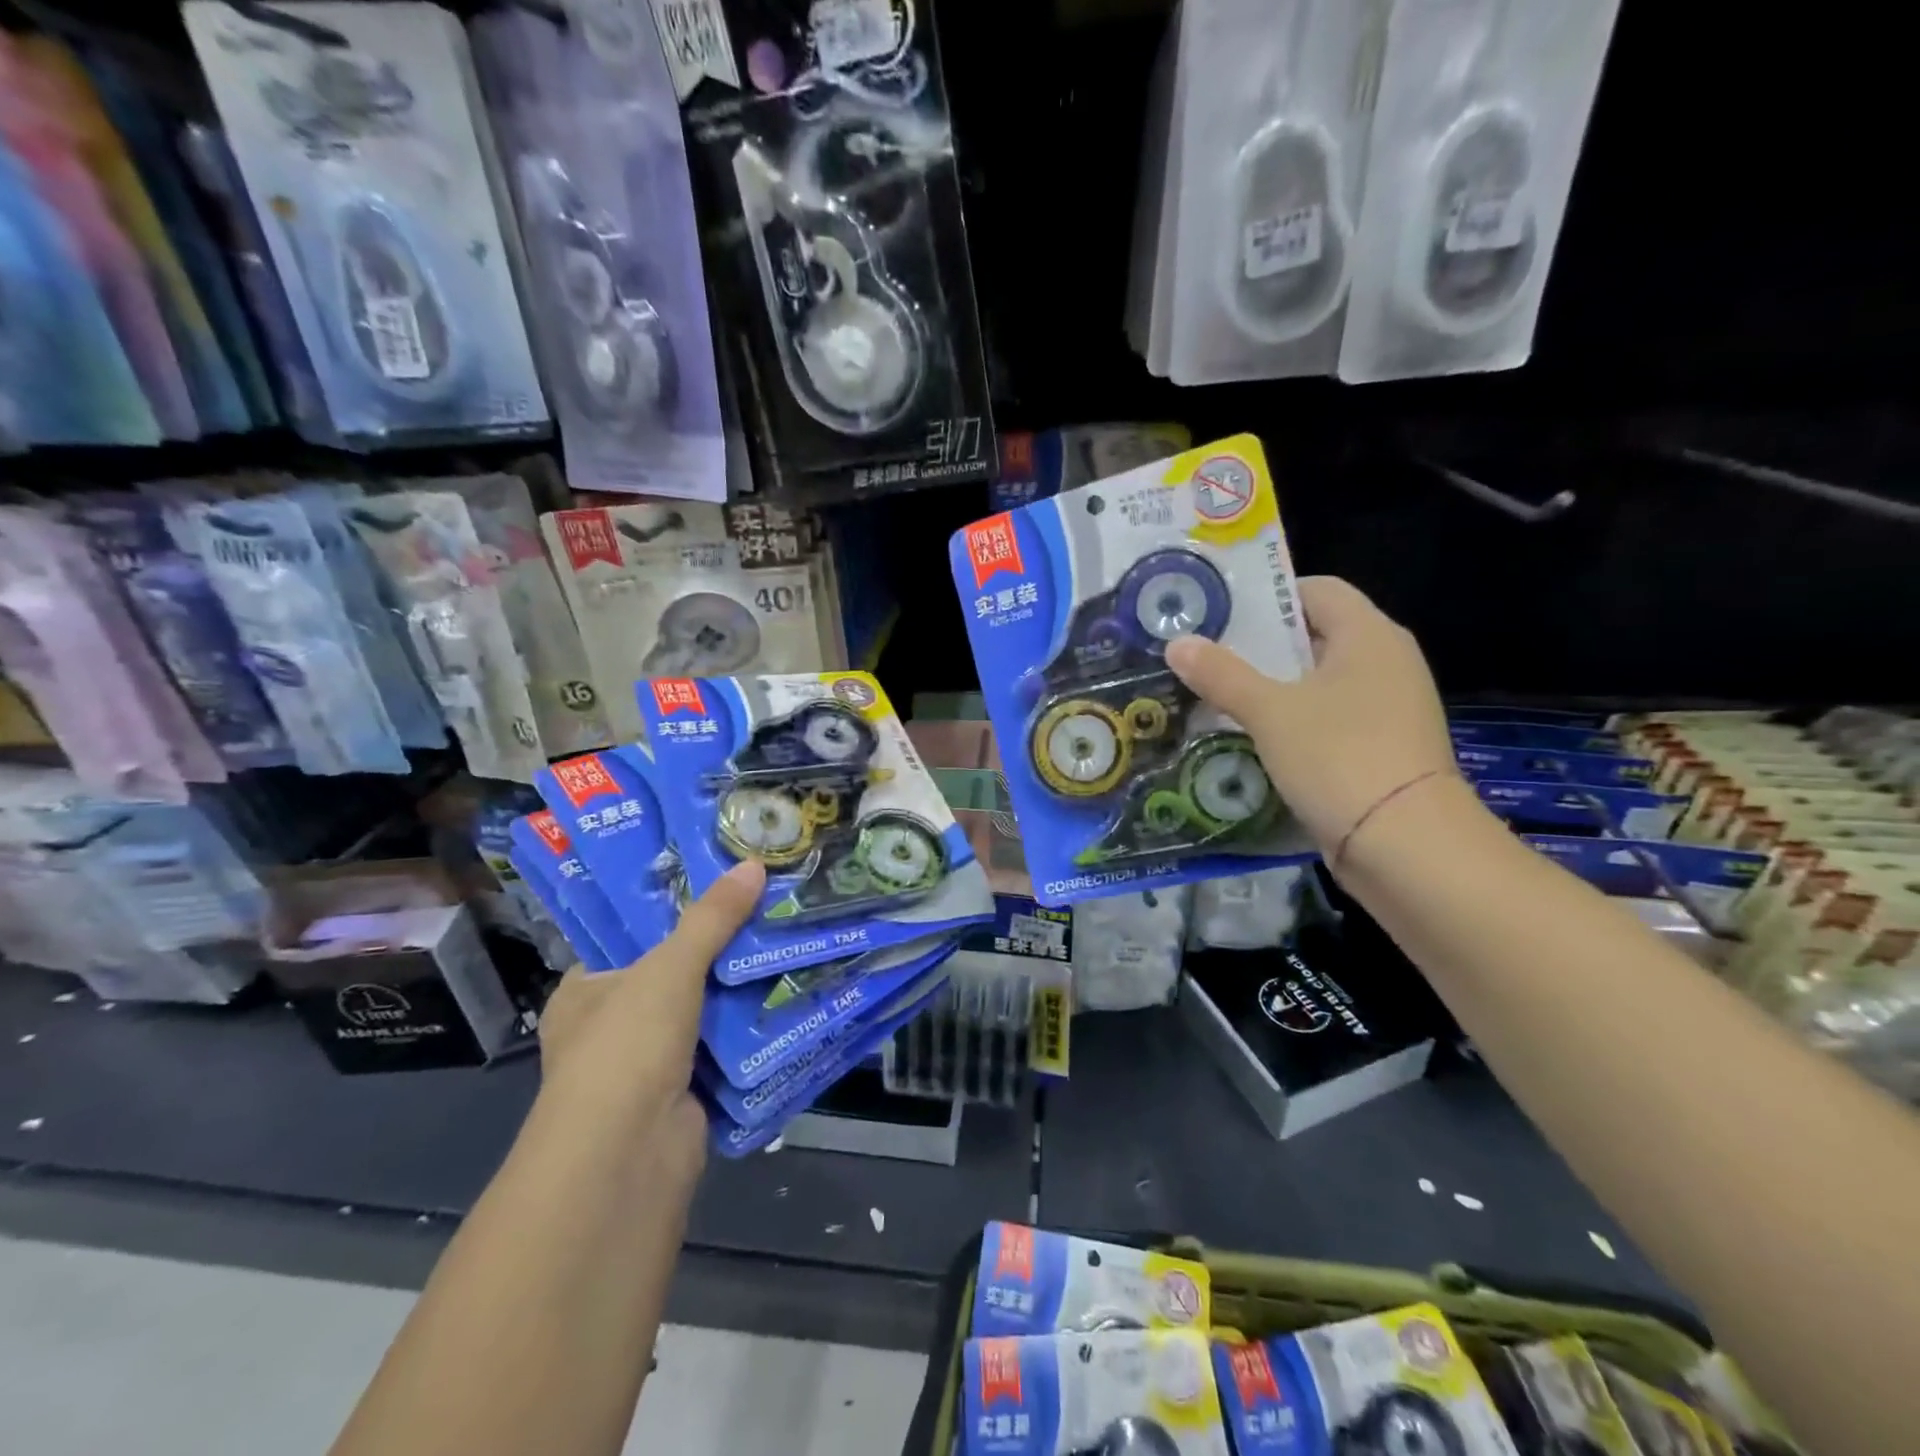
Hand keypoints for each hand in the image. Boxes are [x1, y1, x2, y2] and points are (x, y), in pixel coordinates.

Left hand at [534, 859, 765, 1177]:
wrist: (627, 1158)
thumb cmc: (626, 1046)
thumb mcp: (669, 967)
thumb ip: (712, 918)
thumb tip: (754, 864)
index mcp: (585, 992)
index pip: (630, 940)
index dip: (672, 912)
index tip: (720, 885)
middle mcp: (612, 1027)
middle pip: (674, 974)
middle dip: (719, 950)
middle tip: (767, 909)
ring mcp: (649, 1065)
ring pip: (703, 1012)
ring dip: (739, 991)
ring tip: (788, 942)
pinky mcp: (686, 1094)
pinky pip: (723, 1049)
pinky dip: (750, 1031)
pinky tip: (789, 998)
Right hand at [1165, 577, 1460, 859]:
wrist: (1406, 846)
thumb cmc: (1339, 757)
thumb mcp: (1270, 712)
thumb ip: (1221, 674)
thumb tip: (1177, 643)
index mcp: (1369, 635)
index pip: (1316, 589)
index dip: (1268, 597)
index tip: (1219, 616)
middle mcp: (1386, 661)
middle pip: (1314, 635)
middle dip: (1260, 646)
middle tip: (1205, 657)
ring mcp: (1388, 706)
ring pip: (1318, 681)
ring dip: (1272, 687)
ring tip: (1217, 696)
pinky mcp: (1381, 746)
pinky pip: (1328, 717)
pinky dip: (1292, 720)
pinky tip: (1253, 737)